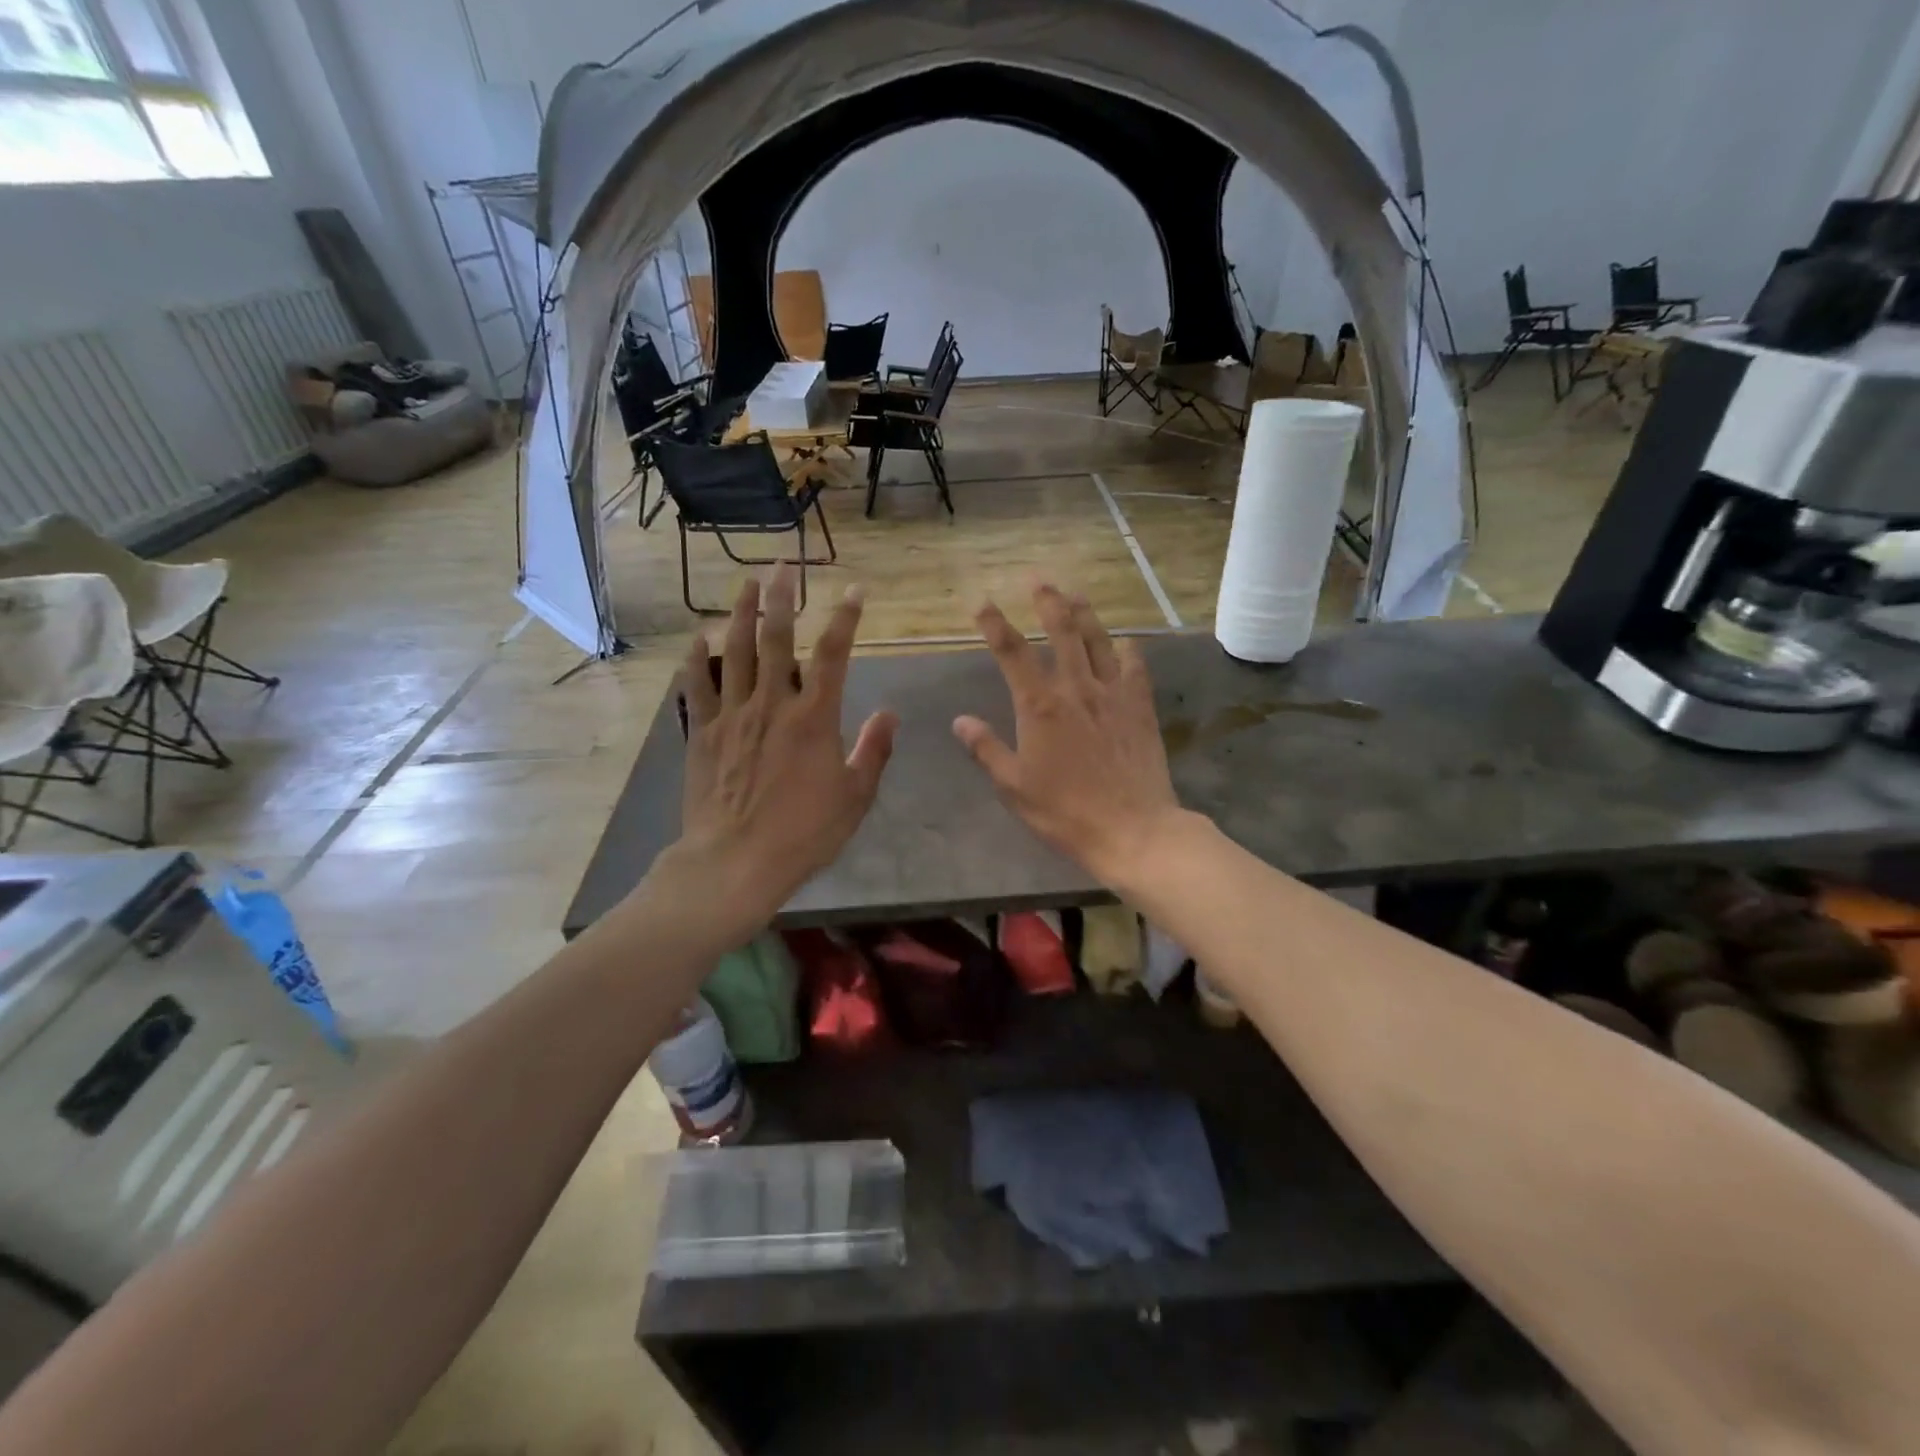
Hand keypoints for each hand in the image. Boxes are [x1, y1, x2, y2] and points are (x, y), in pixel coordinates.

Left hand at [667, 567, 896, 948]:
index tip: (854, 591)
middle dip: (783, 597)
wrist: (735, 862)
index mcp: (814, 717)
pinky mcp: (704, 732)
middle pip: (777, 638)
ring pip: (736, 651)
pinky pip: (698, 685)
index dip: (846, 618)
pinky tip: (699, 636)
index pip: (835, 654)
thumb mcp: (855, 797)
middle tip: (785, 565)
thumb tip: (890, 714)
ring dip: (743, 613)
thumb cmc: (803, 833)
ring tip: (747, 583)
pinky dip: (697, 658)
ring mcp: (733, 715)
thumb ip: (874, 751)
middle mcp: (773, 704)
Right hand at [954, 584, 1182, 886]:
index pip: (1011, 653)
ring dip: (1085, 613)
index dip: (995, 624)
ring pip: (1098, 640)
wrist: (1133, 829)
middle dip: (1047, 601)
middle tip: (1038, 579)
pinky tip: (1125, 641)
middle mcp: (1076, 688)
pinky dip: (1127, 649)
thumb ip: (986, 749)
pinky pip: (1135, 666)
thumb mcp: (1014, 786)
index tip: (983, 603)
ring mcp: (1113, 694)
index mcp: (1039, 706)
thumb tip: (960, 720)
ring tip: (1075, 593)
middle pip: (1061, 631)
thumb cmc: (1065, 812)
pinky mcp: (1140, 707)